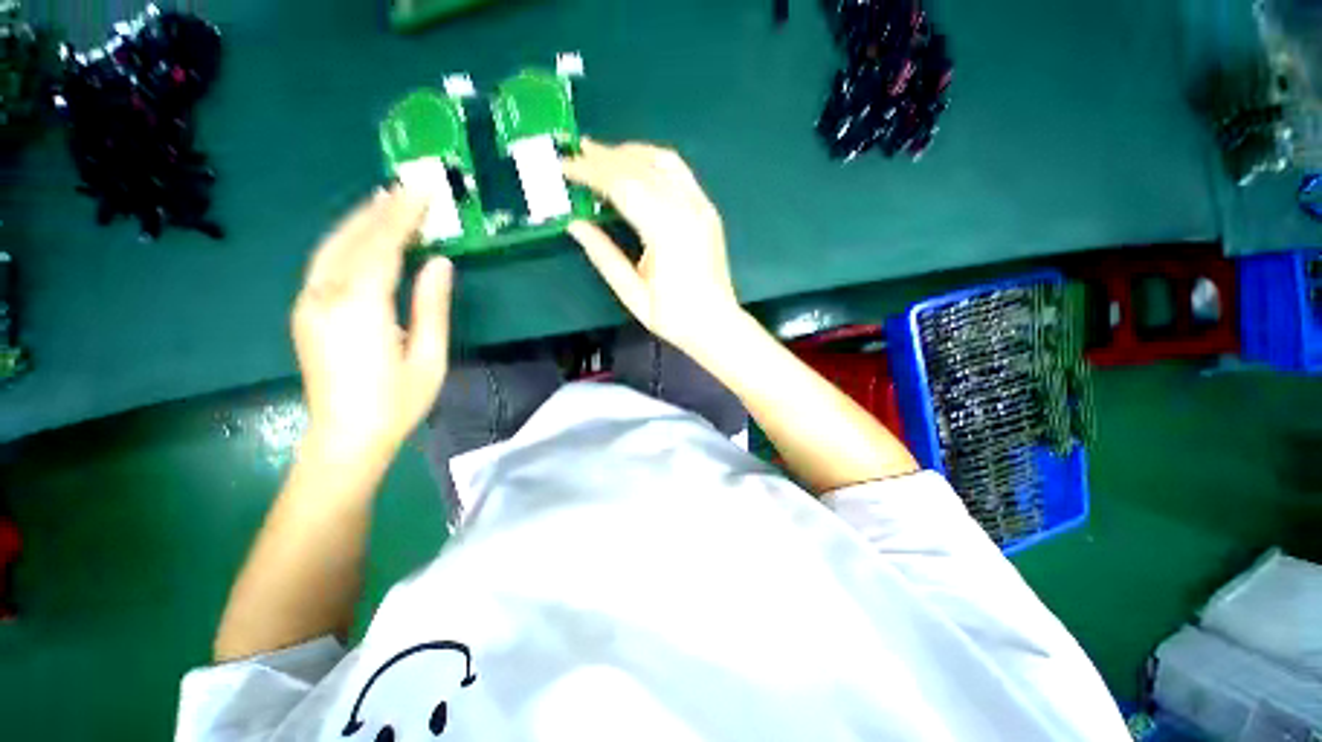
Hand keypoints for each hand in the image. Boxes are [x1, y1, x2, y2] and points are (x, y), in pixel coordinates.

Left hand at [292, 187, 452, 458]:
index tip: (421, 190)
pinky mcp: (306, 312)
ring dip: (360, 220)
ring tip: (385, 200)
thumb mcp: (428, 357)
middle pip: (353, 239)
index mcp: (362, 308)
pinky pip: (325, 263)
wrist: (345, 437)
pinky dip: (346, 241)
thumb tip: (440, 263)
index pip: (383, 247)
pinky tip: (361, 235)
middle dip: (381, 210)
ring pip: (332, 247)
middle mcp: (327, 296)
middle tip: (406, 186)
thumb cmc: (396, 402)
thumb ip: (431, 306)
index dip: (404, 216)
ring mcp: (309, 303)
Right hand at [562, 140, 741, 357]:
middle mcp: (687, 209)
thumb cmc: (674, 317)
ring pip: (662, 162)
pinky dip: (654, 161)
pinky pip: (679, 172)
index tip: (565, 166)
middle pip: (640, 168)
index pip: (622, 187)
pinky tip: (637, 164)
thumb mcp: (633, 294)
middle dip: (605, 157)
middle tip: (576, 152)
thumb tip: (575, 224)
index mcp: (667, 232)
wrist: (716, 325)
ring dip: (629, 153)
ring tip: (602, 154)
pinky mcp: (707, 209)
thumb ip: (604, 256)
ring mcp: (701, 206)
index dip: (591, 173)